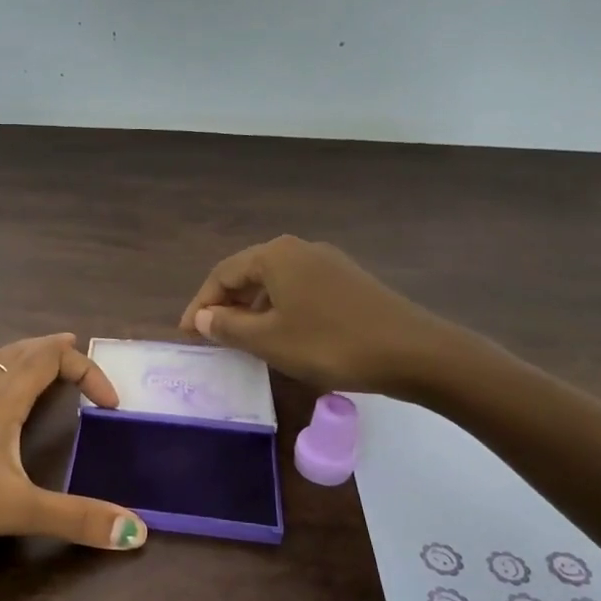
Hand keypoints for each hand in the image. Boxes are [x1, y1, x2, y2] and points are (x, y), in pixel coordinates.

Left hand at [0, 333, 146, 551]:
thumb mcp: (15, 509)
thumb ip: (76, 519)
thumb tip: (138, 531)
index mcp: (2, 399)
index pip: (52, 361)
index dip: (87, 372)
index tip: (110, 404)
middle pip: (21, 352)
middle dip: (52, 350)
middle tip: (73, 349)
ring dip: (16, 354)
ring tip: (29, 357)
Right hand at [180, 236, 466, 396]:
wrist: (413, 352)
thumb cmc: (330, 344)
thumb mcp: (269, 340)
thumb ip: (228, 327)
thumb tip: (202, 317)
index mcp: (275, 255)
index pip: (222, 274)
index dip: (200, 304)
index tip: (187, 334)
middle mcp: (299, 249)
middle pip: (248, 273)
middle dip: (225, 304)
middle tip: (210, 335)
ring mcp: (327, 262)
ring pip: (275, 282)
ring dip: (252, 308)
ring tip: (242, 339)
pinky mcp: (348, 281)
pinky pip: (299, 290)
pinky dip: (279, 309)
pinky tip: (282, 334)